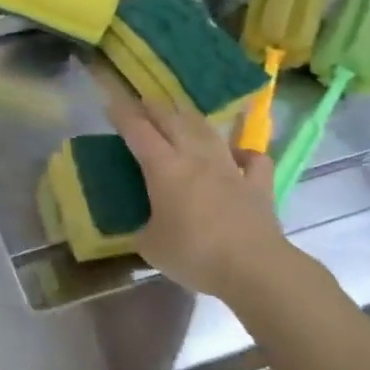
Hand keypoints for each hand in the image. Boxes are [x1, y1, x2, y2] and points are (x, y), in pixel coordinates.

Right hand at [98, 72, 306, 305]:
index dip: (123, 115)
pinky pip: (253, 160)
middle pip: (173, 121)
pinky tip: (239, 153)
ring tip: (180, 112)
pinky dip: (244, 152)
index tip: (111, 102)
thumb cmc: (194, 254)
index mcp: (164, 168)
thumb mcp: (150, 246)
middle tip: (142, 101)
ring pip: (208, 132)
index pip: (138, 131)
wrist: (253, 268)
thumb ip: (142, 229)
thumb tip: (142, 226)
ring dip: (191, 118)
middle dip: (154, 108)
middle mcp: (196, 158)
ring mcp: (230, 168)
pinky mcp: (258, 184)